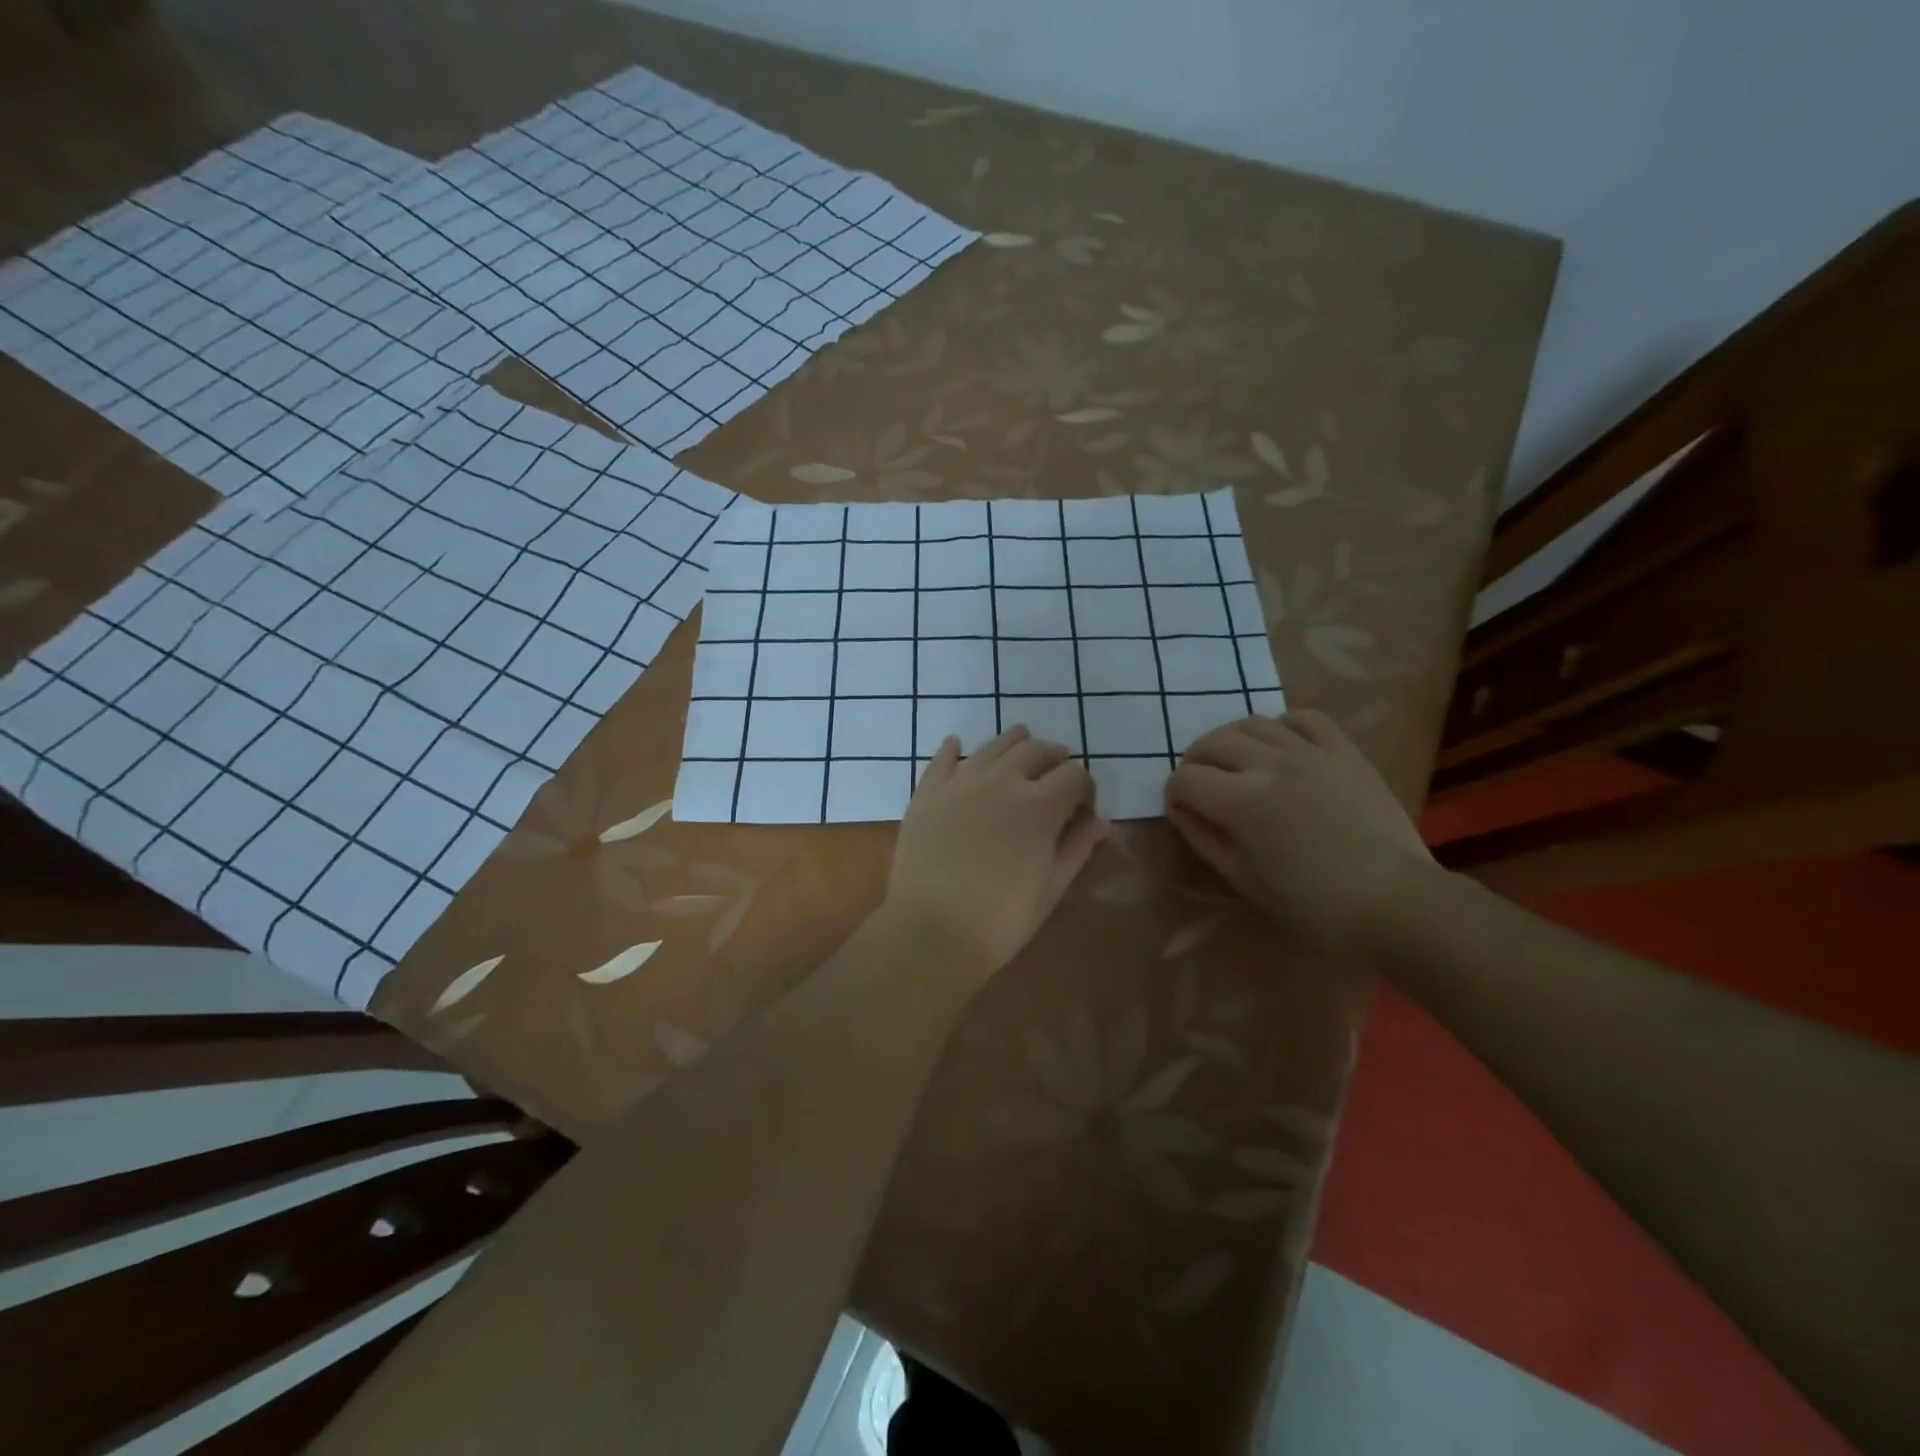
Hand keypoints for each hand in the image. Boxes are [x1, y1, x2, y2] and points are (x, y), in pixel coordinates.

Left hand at [884, 725, 1107, 979]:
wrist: (932, 930)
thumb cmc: (1001, 919)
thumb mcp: (1051, 888)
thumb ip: (1077, 848)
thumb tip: (1100, 821)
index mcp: (1040, 805)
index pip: (1074, 775)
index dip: (1085, 787)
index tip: (1083, 806)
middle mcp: (1003, 780)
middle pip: (1036, 750)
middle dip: (1054, 757)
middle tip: (1057, 771)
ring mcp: (961, 782)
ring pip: (993, 746)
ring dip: (1013, 741)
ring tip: (1021, 740)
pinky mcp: (928, 792)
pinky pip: (942, 759)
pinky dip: (953, 749)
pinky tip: (956, 744)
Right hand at [1165, 710, 1436, 960]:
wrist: (1395, 902)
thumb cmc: (1312, 905)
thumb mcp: (1244, 879)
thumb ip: (1204, 839)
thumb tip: (1179, 810)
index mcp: (1242, 802)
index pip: (1186, 779)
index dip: (1174, 793)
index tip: (1181, 809)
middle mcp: (1270, 764)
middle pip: (1213, 742)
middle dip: (1195, 761)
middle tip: (1201, 784)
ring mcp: (1310, 752)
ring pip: (1253, 723)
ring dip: (1232, 740)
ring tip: (1237, 763)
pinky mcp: (1344, 751)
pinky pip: (1304, 718)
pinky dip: (1282, 726)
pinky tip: (1281, 746)